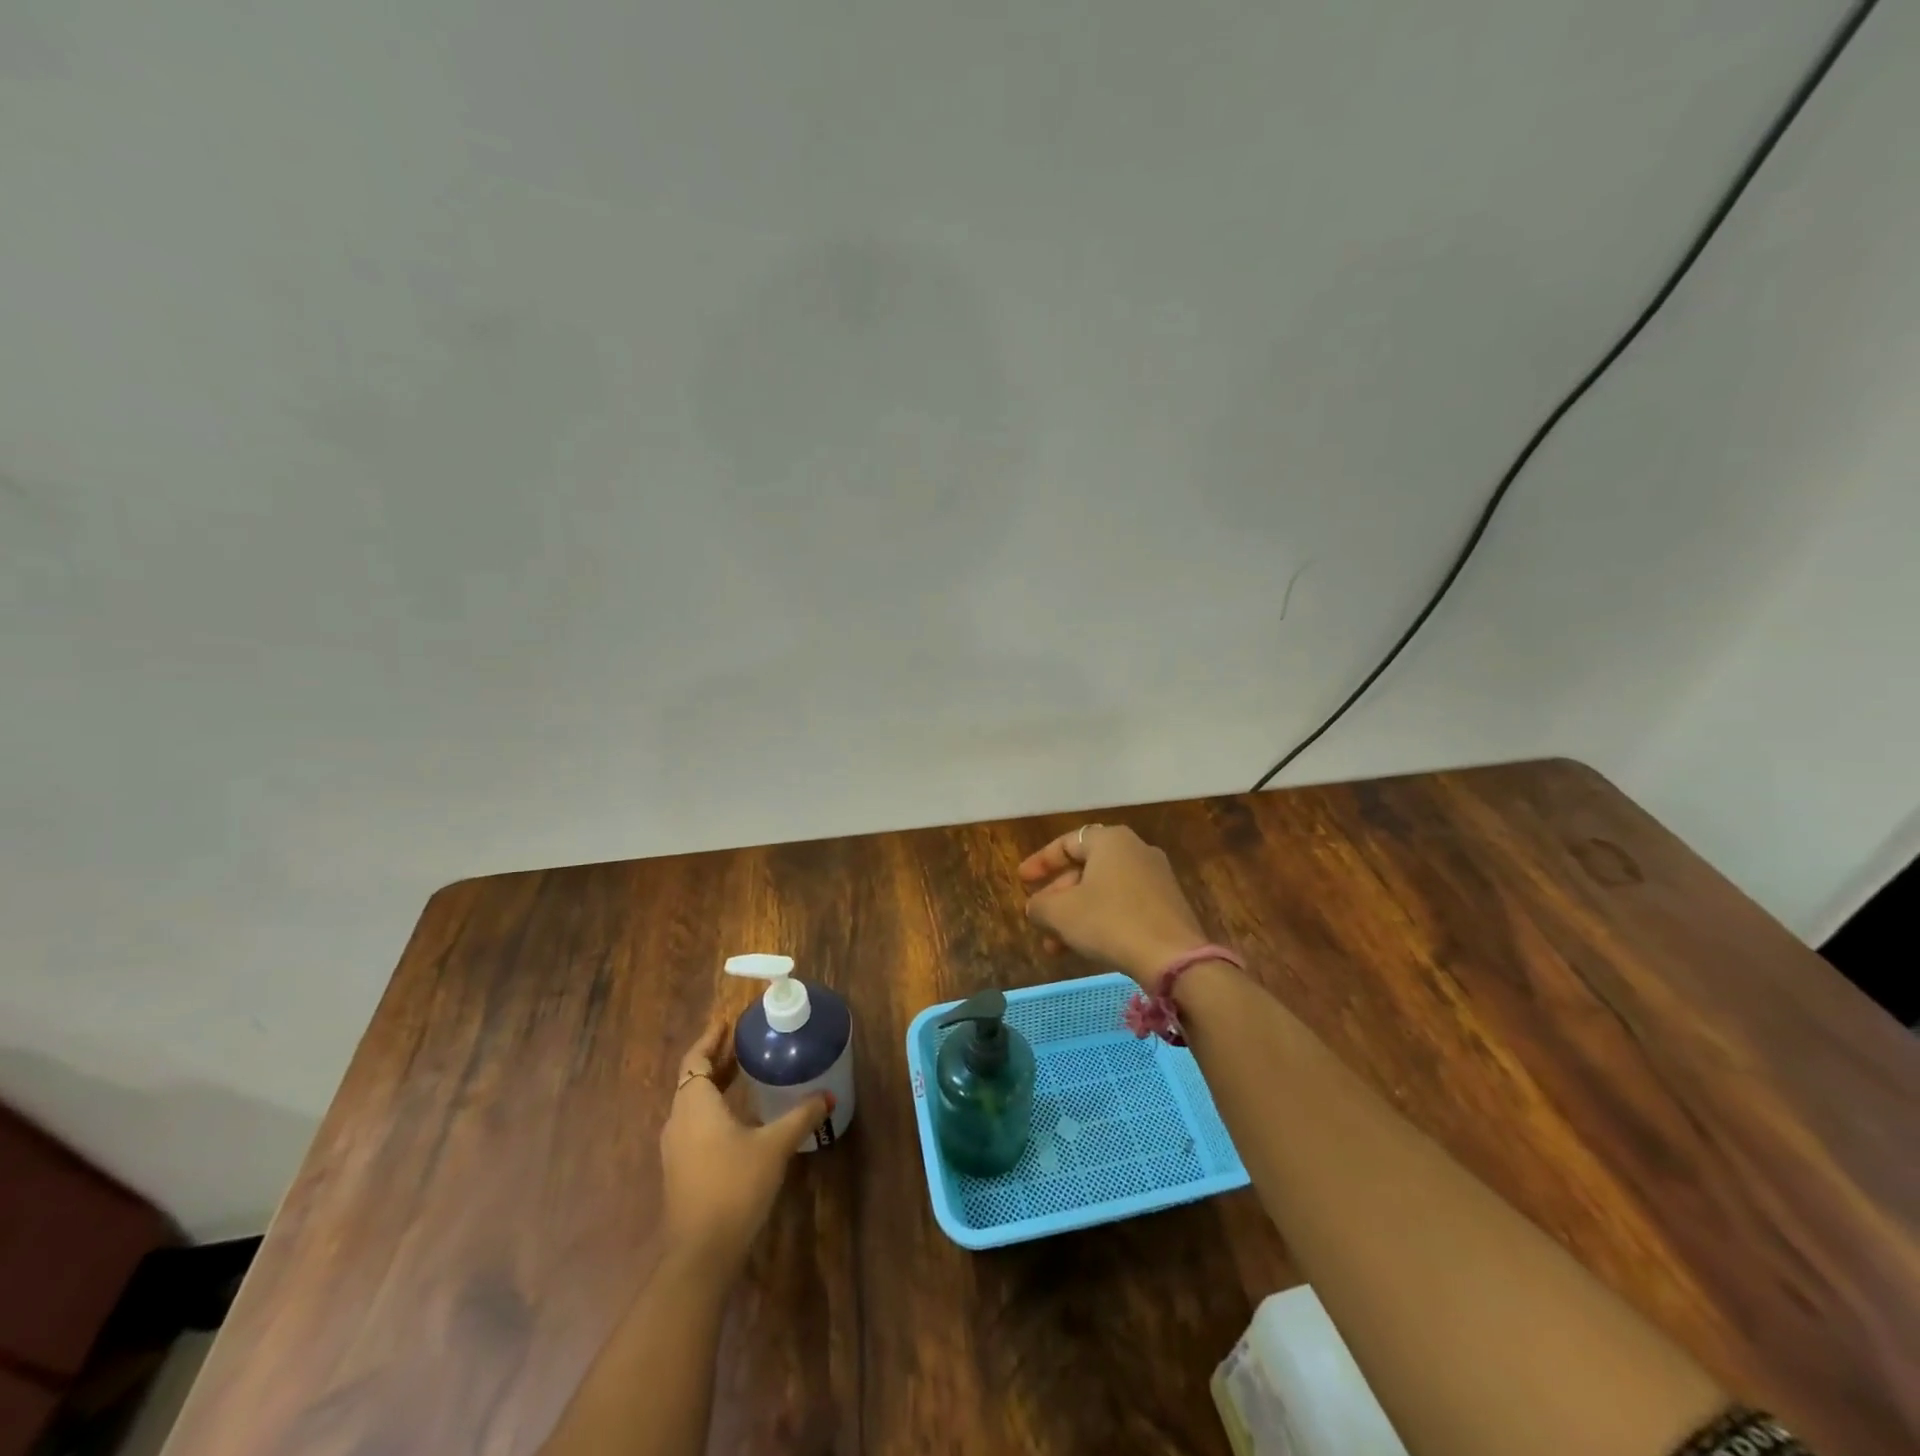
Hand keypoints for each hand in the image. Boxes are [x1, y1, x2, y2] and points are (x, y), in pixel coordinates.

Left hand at [659, 1016, 830, 1274]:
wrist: (700, 1254)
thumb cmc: (734, 1186)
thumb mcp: (774, 1146)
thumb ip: (800, 1117)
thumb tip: (828, 1095)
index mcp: (695, 1104)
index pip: (696, 1059)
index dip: (710, 1038)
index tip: (727, 1021)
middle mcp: (679, 1120)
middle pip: (694, 1078)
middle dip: (717, 1058)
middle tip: (744, 1041)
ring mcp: (676, 1148)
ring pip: (694, 1102)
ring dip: (715, 1084)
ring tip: (743, 1072)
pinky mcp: (681, 1170)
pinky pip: (695, 1123)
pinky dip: (714, 1108)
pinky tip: (739, 1115)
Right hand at [1018, 824, 1210, 982]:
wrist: (1173, 958)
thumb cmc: (1110, 922)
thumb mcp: (1061, 913)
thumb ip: (1039, 905)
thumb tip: (1036, 907)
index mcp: (1111, 841)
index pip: (1067, 843)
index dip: (1041, 862)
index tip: (1022, 881)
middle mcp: (1136, 850)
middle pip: (1085, 868)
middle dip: (1058, 896)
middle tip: (1039, 918)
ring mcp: (1156, 878)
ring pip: (1103, 891)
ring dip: (1076, 914)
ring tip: (1054, 945)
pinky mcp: (1167, 905)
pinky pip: (1124, 905)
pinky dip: (1100, 920)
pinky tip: (1086, 948)